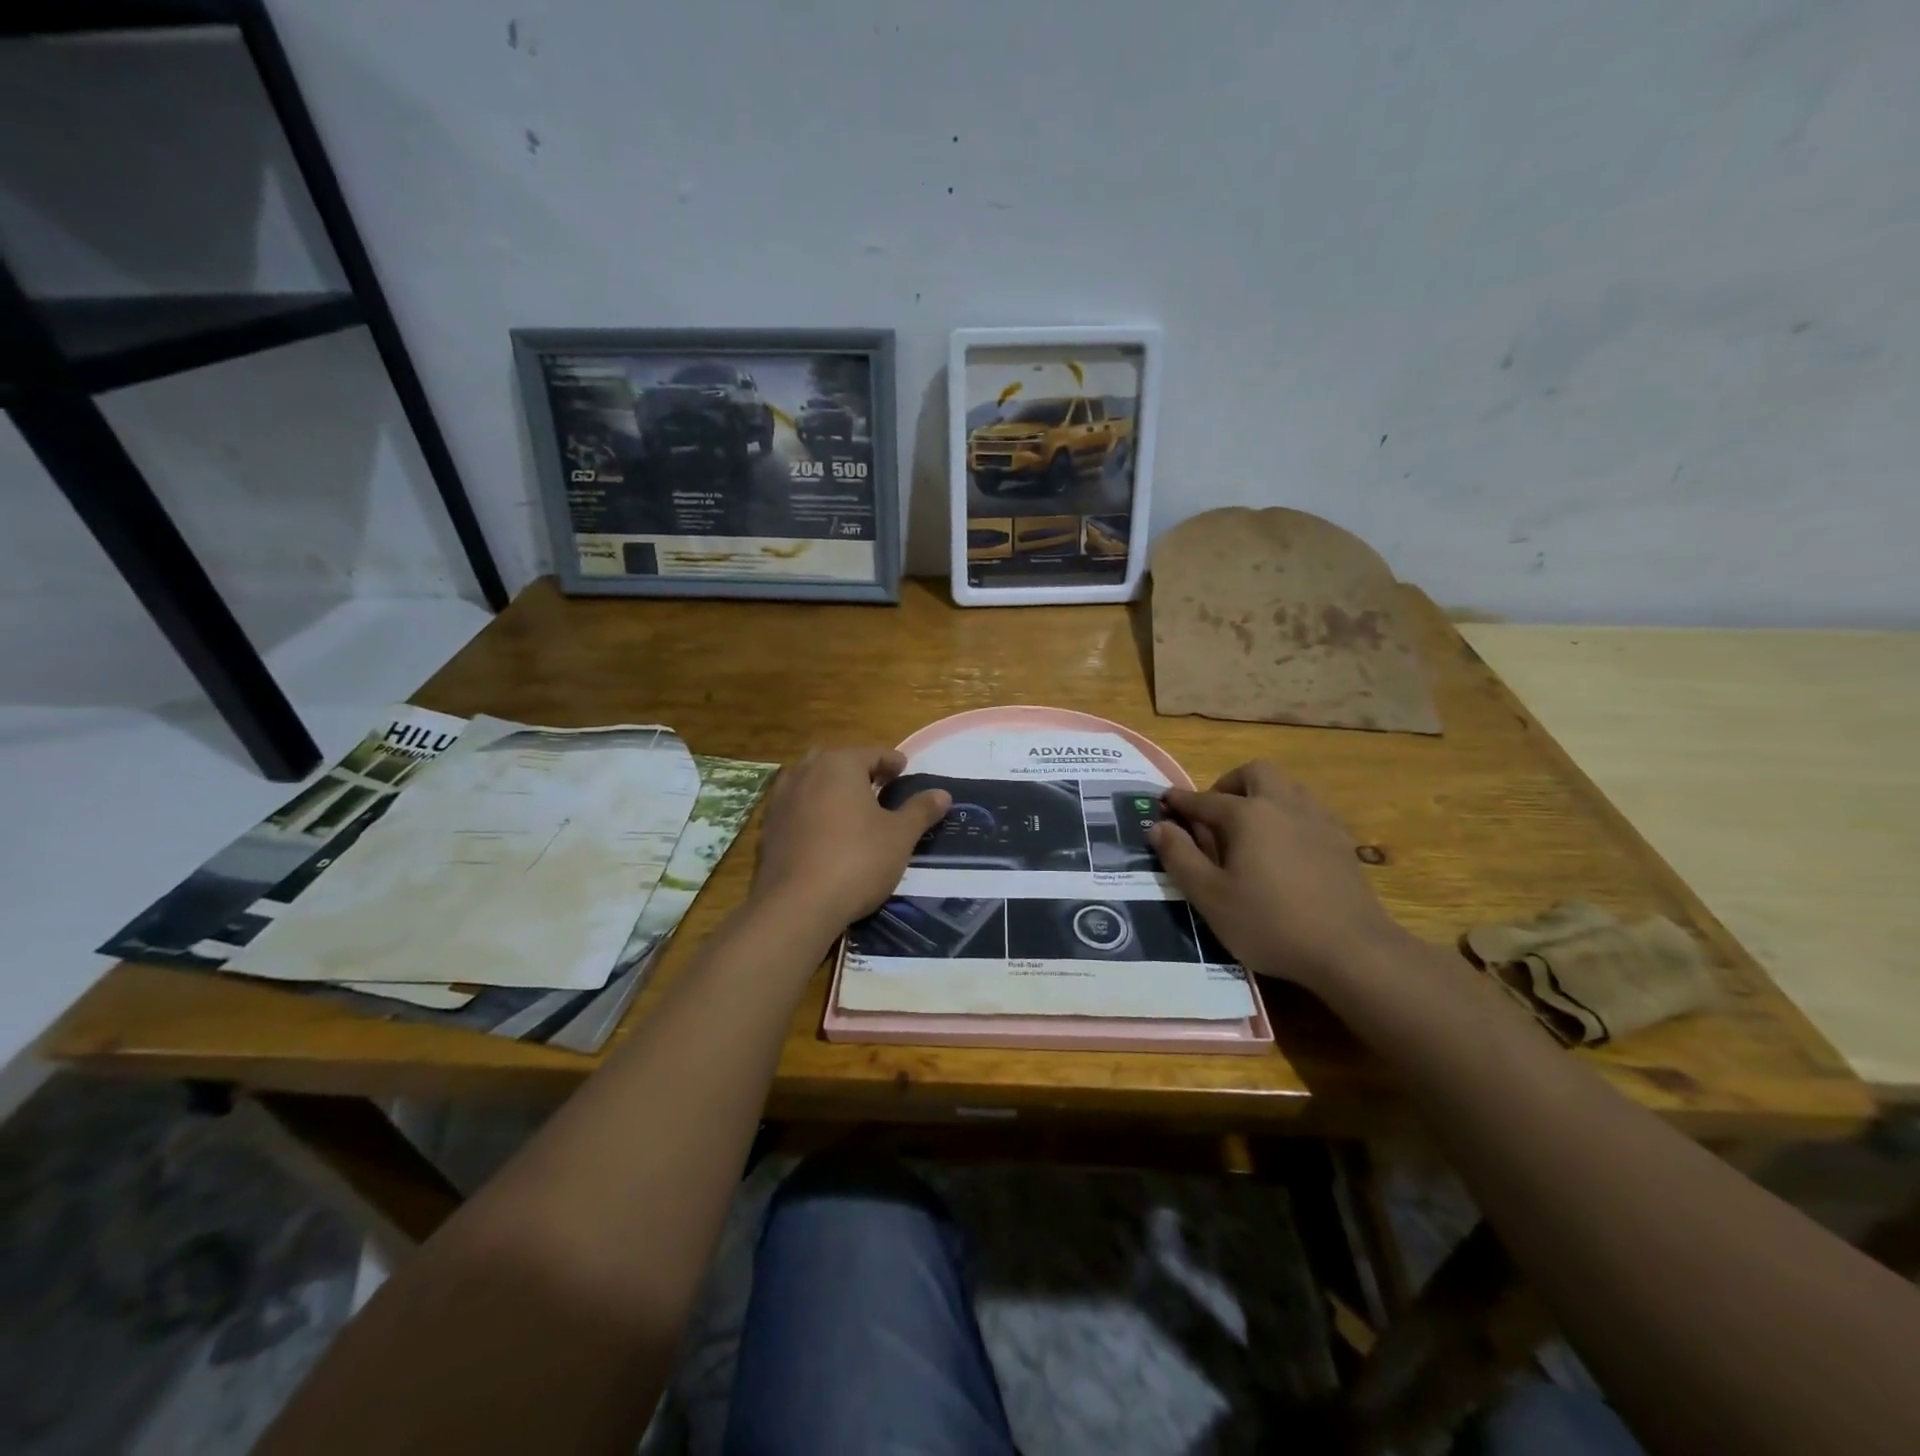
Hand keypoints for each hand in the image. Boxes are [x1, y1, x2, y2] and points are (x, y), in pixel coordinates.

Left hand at [750, 746, 950, 932]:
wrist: (797, 905)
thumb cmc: (857, 860)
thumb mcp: (900, 836)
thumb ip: (920, 810)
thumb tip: (943, 793)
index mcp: (839, 765)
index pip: (871, 753)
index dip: (891, 762)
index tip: (904, 770)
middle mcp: (805, 772)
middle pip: (836, 761)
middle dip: (857, 770)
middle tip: (878, 787)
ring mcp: (780, 800)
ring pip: (810, 782)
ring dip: (830, 789)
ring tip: (849, 808)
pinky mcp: (767, 829)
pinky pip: (795, 809)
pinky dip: (811, 812)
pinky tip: (823, 833)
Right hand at [1149, 761, 1402, 992]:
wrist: (1352, 950)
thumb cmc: (1270, 923)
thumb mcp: (1210, 897)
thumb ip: (1180, 857)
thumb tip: (1158, 826)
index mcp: (1247, 815)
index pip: (1204, 799)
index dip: (1180, 801)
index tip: (1164, 802)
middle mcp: (1283, 805)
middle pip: (1255, 773)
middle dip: (1229, 784)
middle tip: (1215, 813)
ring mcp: (1317, 820)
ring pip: (1287, 786)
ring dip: (1262, 795)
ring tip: (1249, 827)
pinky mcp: (1341, 841)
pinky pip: (1309, 810)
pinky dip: (1288, 815)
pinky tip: (1285, 846)